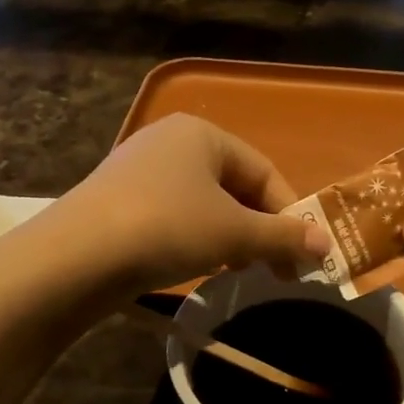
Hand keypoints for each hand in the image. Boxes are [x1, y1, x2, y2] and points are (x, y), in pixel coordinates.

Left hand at [58, 115, 327, 293]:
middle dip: (259, 229)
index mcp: (201, 133)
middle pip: (234, 186)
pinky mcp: (118, 202)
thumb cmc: (167, 227)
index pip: (264, 171)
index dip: (290, 214)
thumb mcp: (233, 233)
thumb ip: (283, 237)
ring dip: (230, 237)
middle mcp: (169, 142)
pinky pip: (173, 215)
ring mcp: (139, 171)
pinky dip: (195, 238)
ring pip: (203, 203)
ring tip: (237, 269)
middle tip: (276, 270)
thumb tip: (326, 244)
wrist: (77, 256)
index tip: (304, 255)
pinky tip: (196, 264)